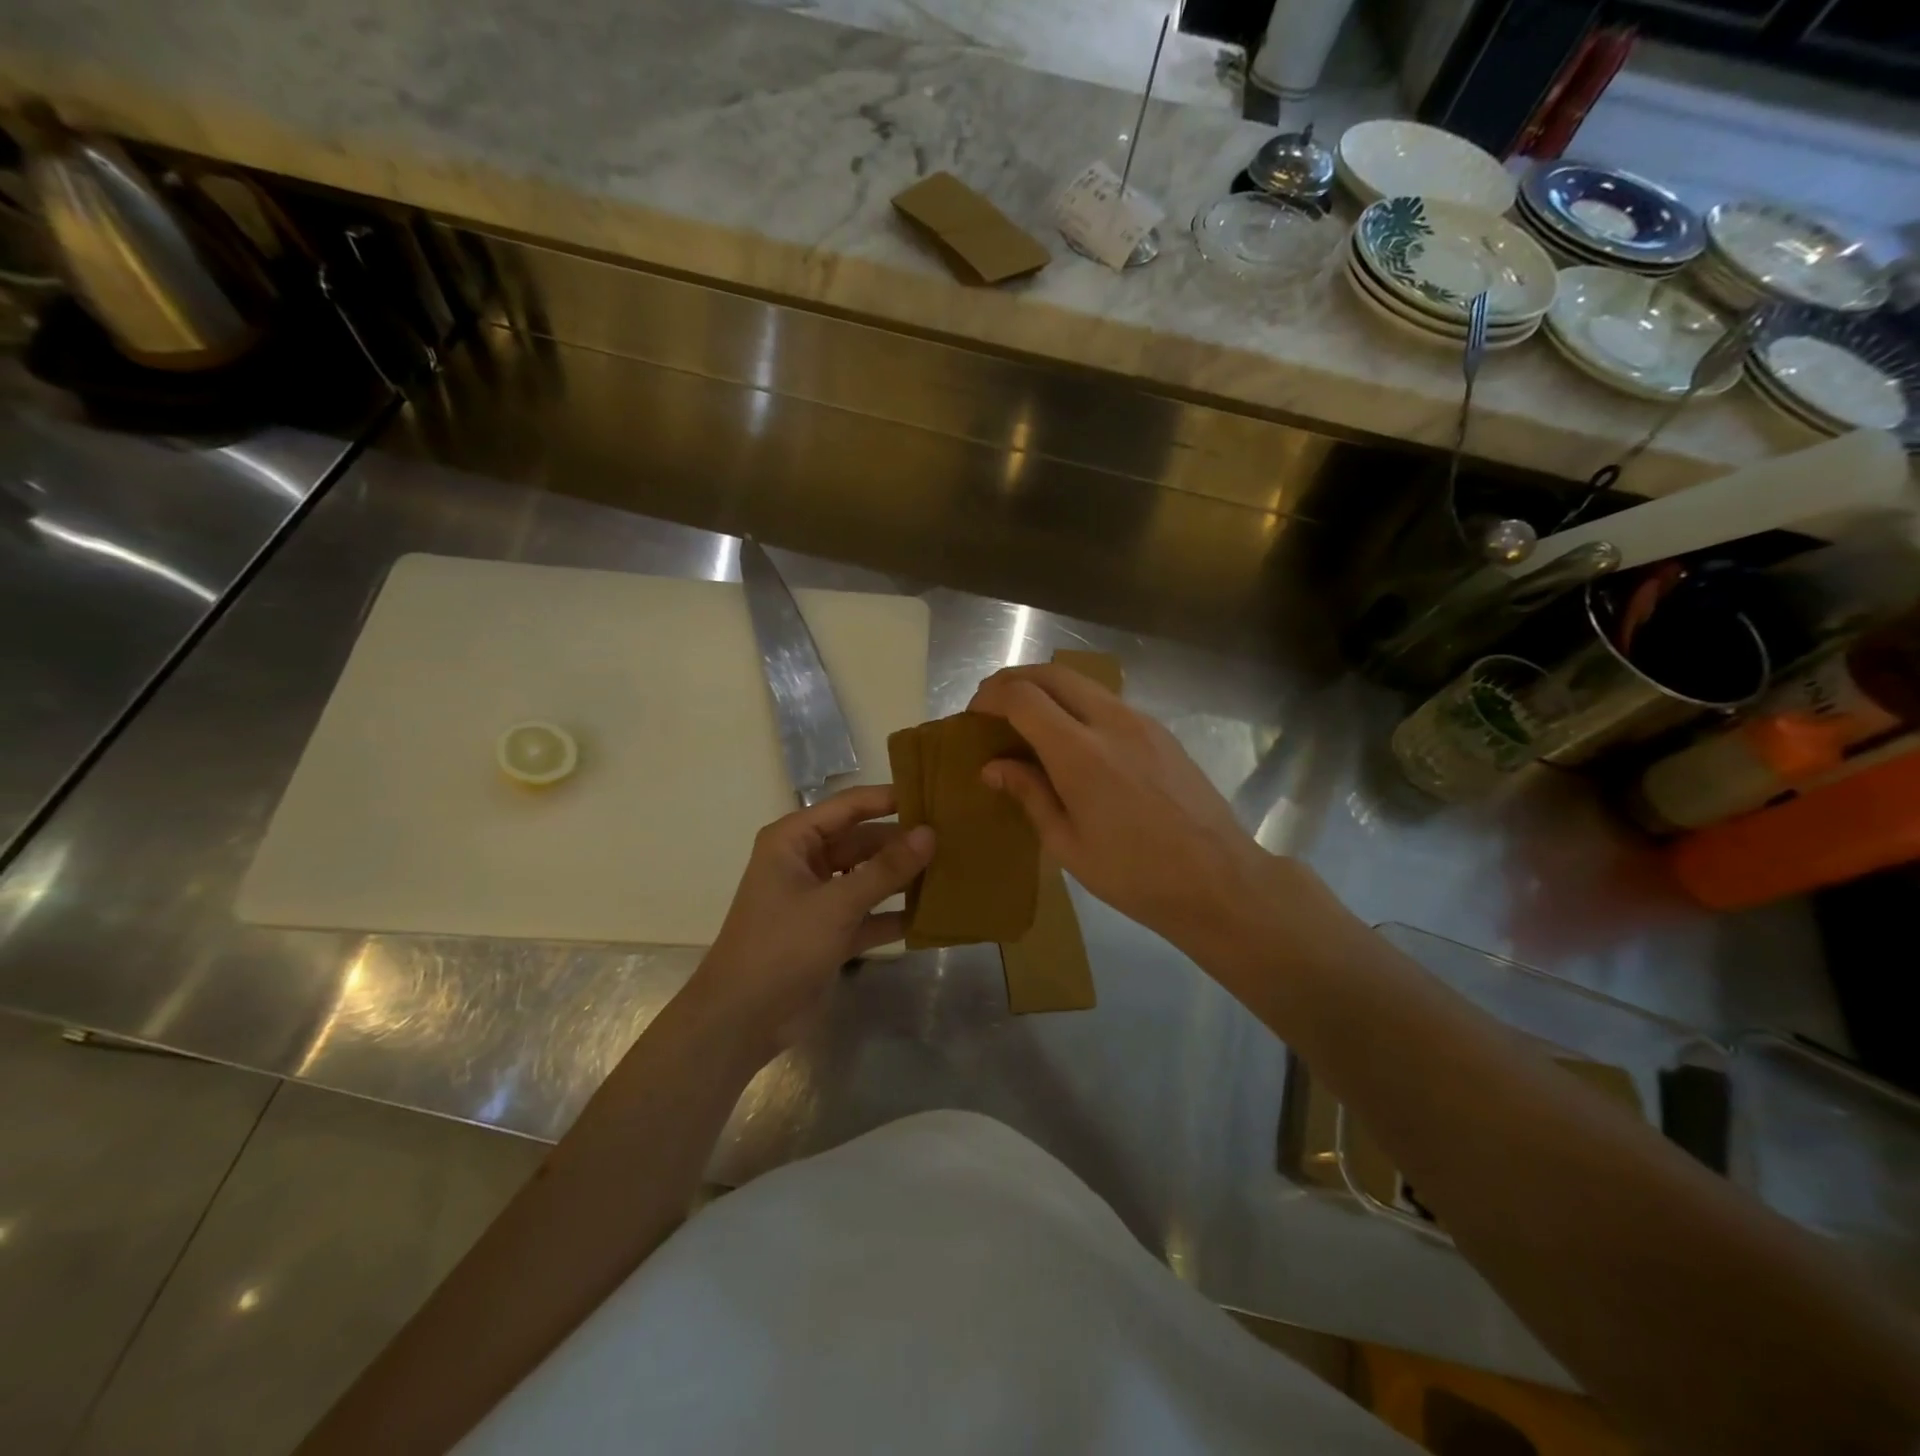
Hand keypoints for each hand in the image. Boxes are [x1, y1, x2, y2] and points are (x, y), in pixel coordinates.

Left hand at [687, 785, 933, 1057]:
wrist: (741, 1020)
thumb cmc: (782, 946)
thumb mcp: (837, 904)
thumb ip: (886, 869)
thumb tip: (930, 834)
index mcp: (794, 839)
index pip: (850, 806)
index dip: (891, 798)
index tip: (937, 796)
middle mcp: (806, 861)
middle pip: (863, 841)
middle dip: (903, 842)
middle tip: (955, 838)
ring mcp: (818, 898)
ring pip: (868, 877)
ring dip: (902, 878)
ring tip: (953, 869)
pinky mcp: (829, 932)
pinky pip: (868, 913)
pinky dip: (893, 914)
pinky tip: (933, 913)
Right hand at [967, 665, 1292, 955]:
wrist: (1218, 879)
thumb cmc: (1134, 875)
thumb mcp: (1067, 844)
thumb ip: (1029, 794)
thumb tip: (993, 767)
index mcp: (1080, 753)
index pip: (1023, 697)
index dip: (991, 696)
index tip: (974, 714)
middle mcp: (1111, 722)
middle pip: (1053, 674)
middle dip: (1014, 679)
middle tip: (992, 704)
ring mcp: (1142, 722)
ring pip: (1083, 683)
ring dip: (1047, 688)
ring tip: (1027, 719)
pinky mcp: (1161, 732)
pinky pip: (1108, 702)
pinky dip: (1077, 704)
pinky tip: (1072, 738)